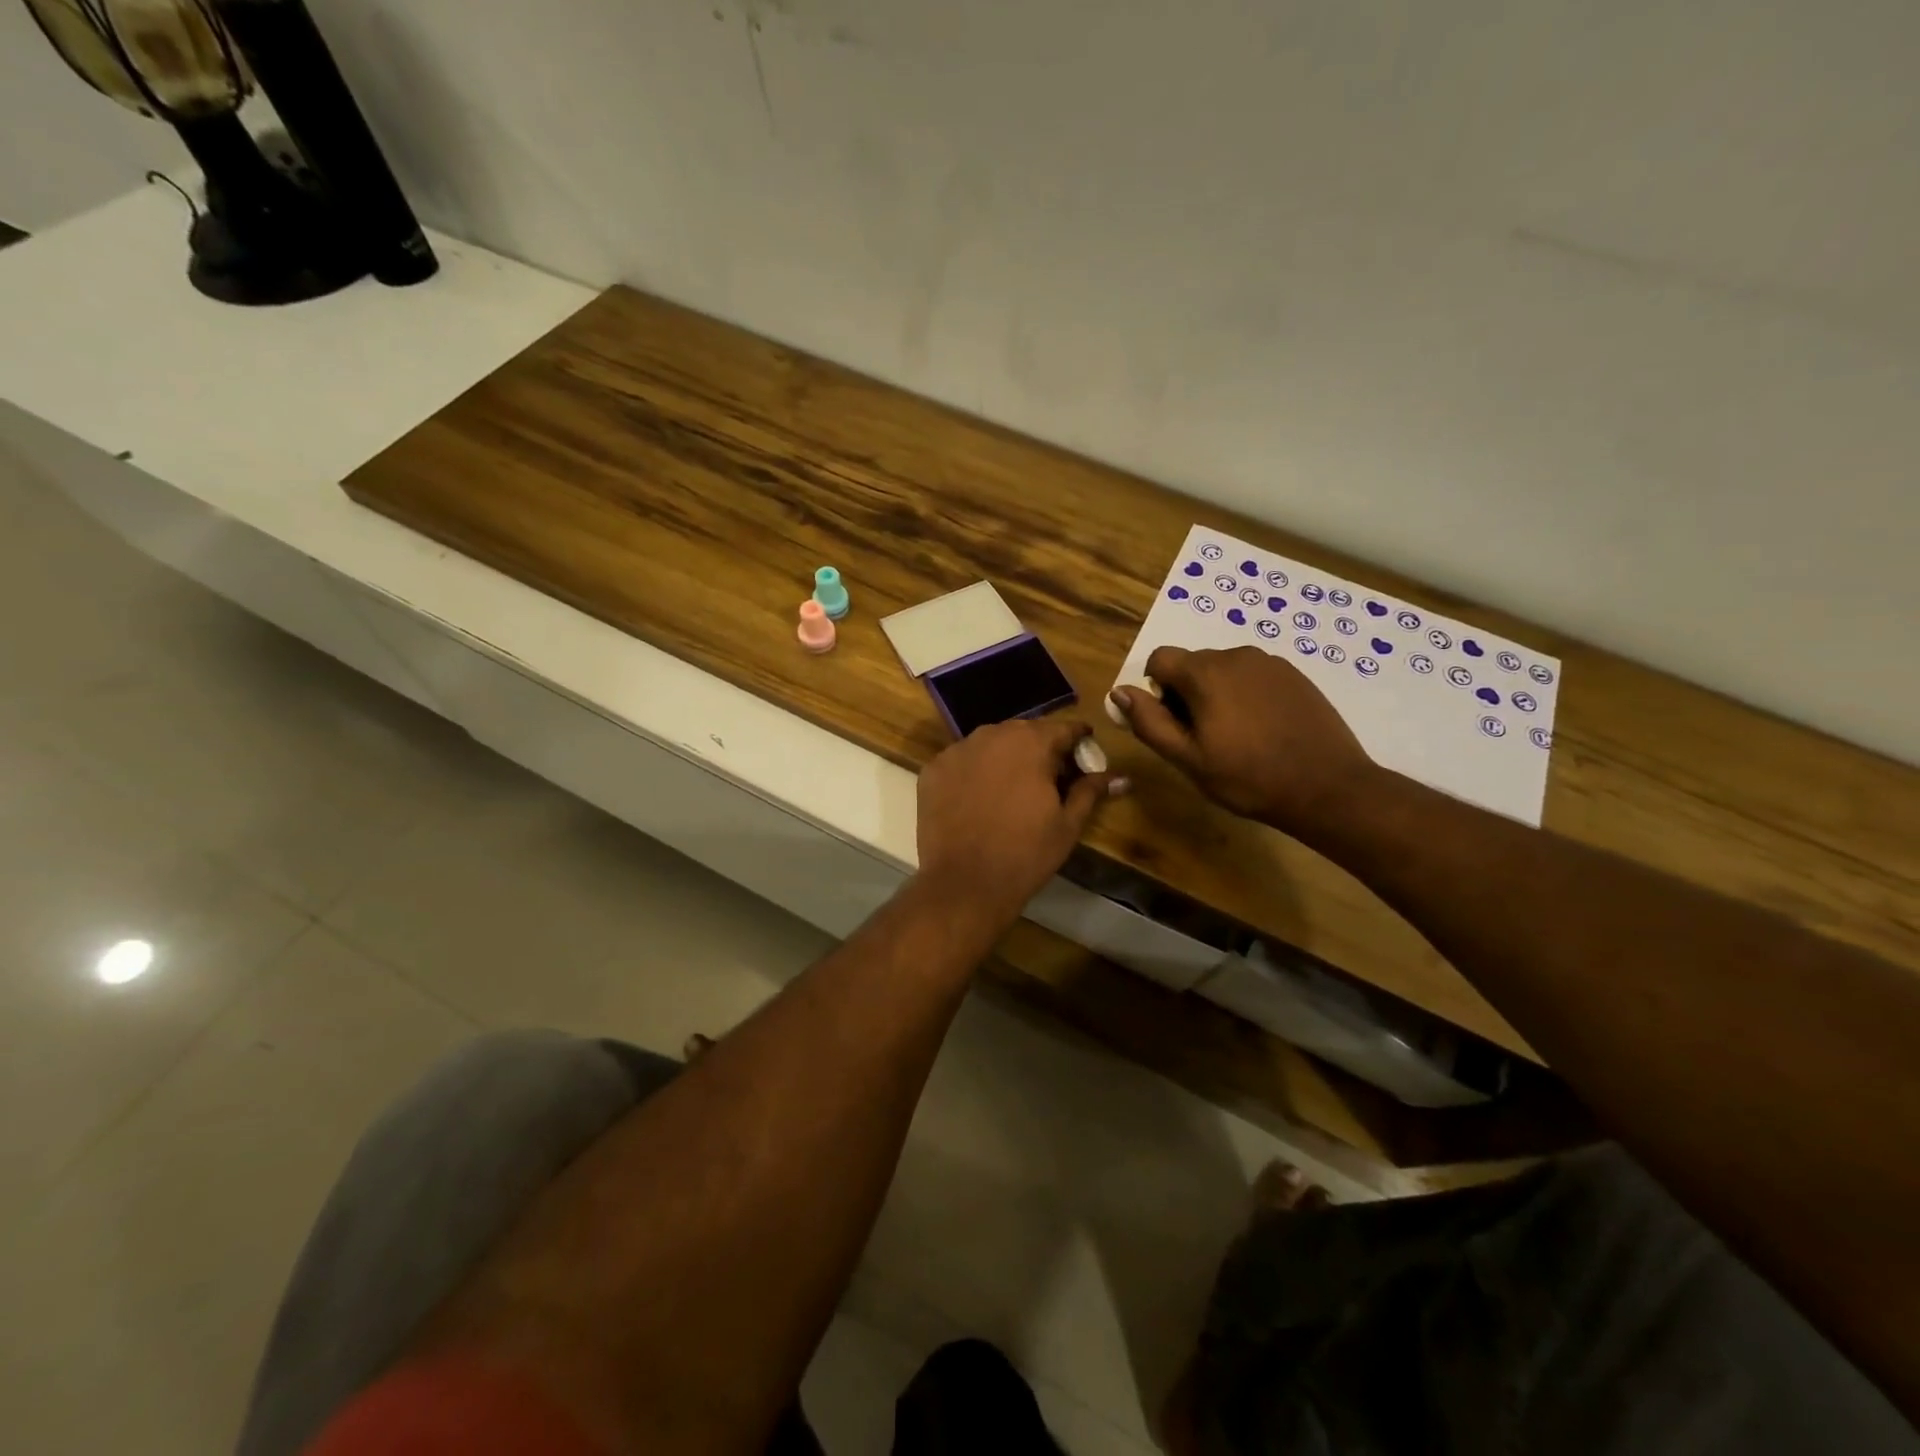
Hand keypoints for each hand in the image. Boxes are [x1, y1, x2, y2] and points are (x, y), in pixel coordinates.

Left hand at [916, 718, 1126, 920]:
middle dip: (1041, 749)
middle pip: (1024, 733)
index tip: (1085, 753)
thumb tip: (1122, 777)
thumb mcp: (1067, 824)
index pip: (1063, 729)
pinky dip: (974, 771)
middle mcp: (992, 735)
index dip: (1078, 740)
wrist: (965, 883)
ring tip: (1014, 787)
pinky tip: (980, 797)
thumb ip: (1091, 791)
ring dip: (1006, 757)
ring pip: (990, 744)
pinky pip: (962, 761)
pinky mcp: (932, 770)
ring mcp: (957, 750)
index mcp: (1031, 743)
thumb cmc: (1026, 854)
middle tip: (1051, 776)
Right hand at [1110, 645, 1377, 839]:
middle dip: (1187, 693)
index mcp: (1205, 673)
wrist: (1327, 787)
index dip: (1156, 690)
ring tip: (1236, 736)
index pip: (1160, 659)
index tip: (1173, 723)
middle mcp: (1236, 656)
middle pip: (1192, 664)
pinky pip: (1254, 676)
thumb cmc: (1247, 777)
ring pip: (1224, 670)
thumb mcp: (1187, 758)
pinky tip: (1263, 731)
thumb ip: (1149, 721)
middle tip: (1204, 738)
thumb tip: (1119, 692)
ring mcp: (1270, 663)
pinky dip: (1246, 696)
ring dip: (1217, 694)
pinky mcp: (1295, 675)